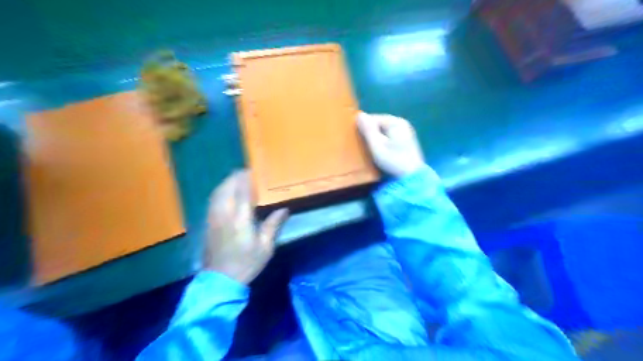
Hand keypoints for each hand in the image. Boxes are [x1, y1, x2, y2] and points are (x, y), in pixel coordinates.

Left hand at [206, 169, 288, 283]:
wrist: (221, 280)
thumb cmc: (247, 263)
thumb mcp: (265, 247)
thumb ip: (273, 226)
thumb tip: (284, 209)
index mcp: (241, 220)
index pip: (243, 192)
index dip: (246, 179)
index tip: (251, 170)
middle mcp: (225, 215)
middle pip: (227, 189)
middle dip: (235, 178)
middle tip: (244, 172)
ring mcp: (214, 218)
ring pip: (217, 193)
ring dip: (226, 183)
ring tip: (235, 179)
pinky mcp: (208, 223)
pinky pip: (213, 201)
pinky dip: (219, 192)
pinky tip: (224, 193)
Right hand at [357, 110, 424, 175]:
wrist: (412, 176)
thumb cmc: (393, 160)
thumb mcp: (377, 145)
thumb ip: (368, 130)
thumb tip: (359, 114)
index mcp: (395, 122)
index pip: (373, 118)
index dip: (364, 128)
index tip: (358, 139)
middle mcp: (402, 123)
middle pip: (379, 123)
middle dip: (371, 132)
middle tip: (364, 145)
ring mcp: (405, 131)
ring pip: (384, 130)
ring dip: (376, 137)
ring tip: (371, 148)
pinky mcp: (406, 140)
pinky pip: (389, 136)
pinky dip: (383, 141)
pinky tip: (381, 150)